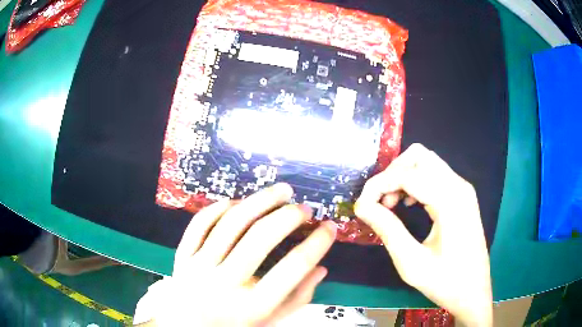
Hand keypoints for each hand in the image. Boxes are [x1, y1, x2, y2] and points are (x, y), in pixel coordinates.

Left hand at [138, 183, 336, 325]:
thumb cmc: (234, 326)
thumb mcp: (270, 321)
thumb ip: (298, 298)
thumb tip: (321, 268)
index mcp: (252, 307)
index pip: (292, 270)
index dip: (316, 244)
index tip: (330, 227)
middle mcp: (224, 284)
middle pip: (259, 239)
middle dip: (288, 217)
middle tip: (304, 208)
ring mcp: (198, 267)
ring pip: (230, 223)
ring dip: (260, 201)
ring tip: (281, 191)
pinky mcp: (181, 256)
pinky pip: (200, 223)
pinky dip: (221, 207)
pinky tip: (239, 202)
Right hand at [355, 144, 492, 326]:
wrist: (473, 292)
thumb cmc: (445, 282)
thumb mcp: (411, 263)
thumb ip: (387, 230)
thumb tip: (362, 206)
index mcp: (450, 200)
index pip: (407, 175)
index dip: (378, 185)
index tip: (361, 205)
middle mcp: (459, 186)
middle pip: (419, 156)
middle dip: (392, 173)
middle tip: (380, 203)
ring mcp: (462, 189)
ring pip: (426, 162)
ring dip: (403, 176)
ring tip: (391, 205)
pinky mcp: (462, 196)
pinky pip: (435, 175)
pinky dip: (415, 182)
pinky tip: (408, 205)